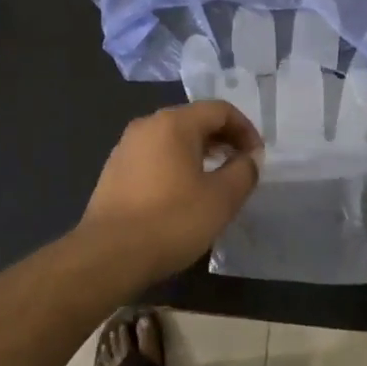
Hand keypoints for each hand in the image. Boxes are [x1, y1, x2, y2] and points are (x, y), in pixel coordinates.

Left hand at [80, 101, 263, 284]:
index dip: (245, 129)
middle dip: (223, 139)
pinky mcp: (114, 171)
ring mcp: (126, 147)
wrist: (109, 255)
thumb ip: (244, 171)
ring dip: (200, 153)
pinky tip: (183, 194)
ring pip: (173, 139)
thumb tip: (250, 158)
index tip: (257, 157)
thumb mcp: (221, 198)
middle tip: (240, 166)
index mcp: (174, 123)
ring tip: (215, 181)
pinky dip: (176, 165)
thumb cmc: (172, 221)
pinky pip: (155, 157)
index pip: (220, 110)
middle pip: (194, 120)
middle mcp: (147, 126)